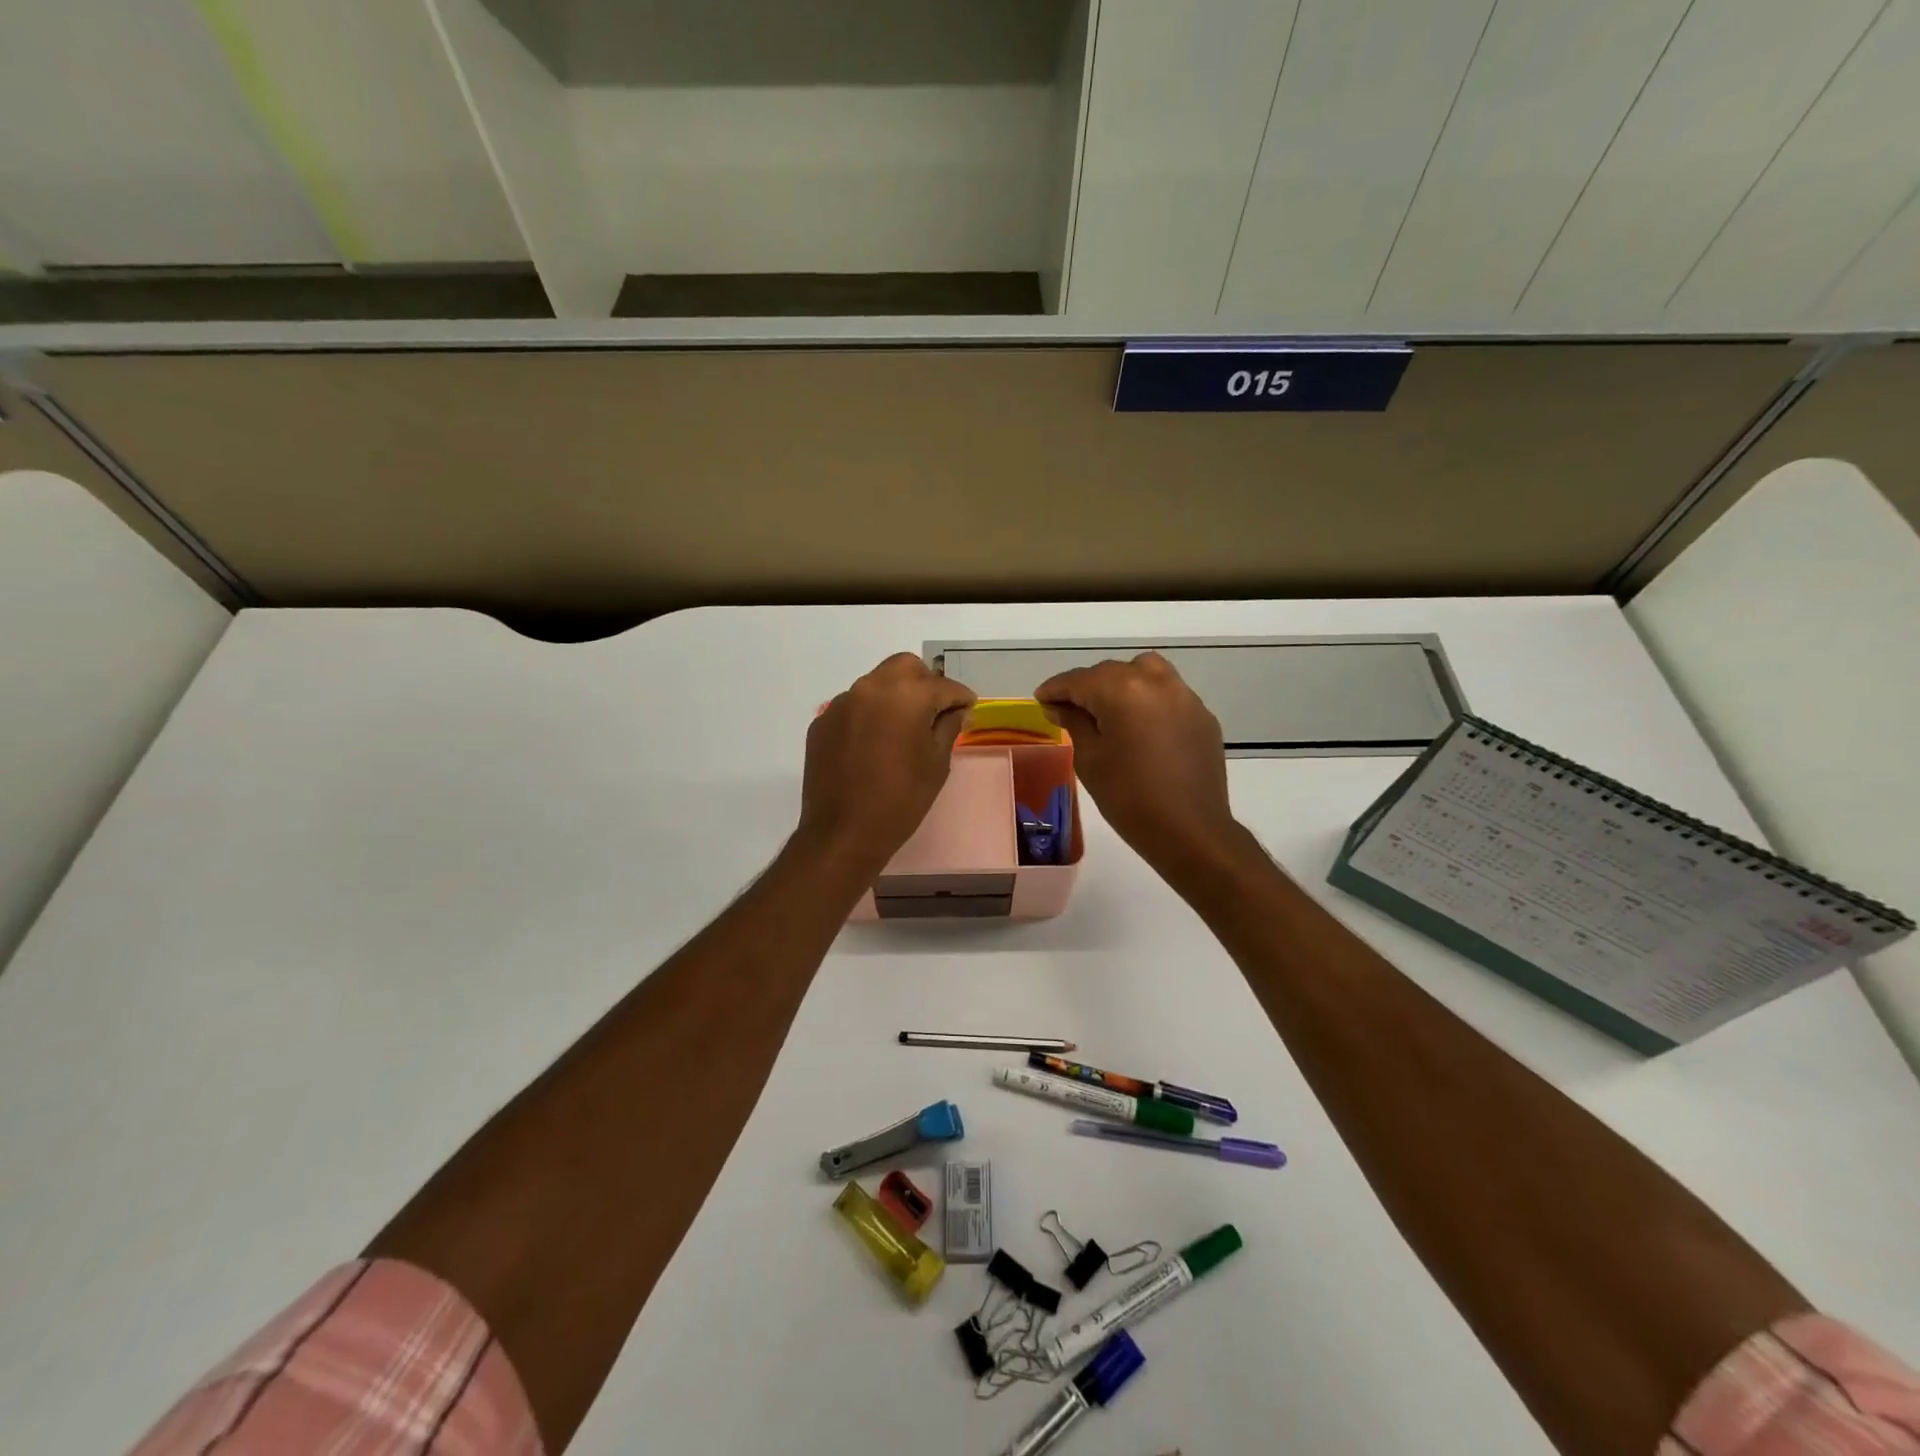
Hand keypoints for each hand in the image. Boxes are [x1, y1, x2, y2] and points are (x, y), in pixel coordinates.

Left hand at [799, 653, 975, 872]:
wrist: (843, 833)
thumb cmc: (901, 800)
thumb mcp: (936, 763)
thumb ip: (948, 727)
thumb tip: (957, 711)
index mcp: (905, 695)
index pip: (942, 685)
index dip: (961, 697)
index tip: (969, 708)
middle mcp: (870, 688)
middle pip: (905, 667)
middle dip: (926, 683)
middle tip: (937, 711)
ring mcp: (841, 704)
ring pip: (876, 684)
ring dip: (896, 696)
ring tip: (905, 728)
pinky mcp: (822, 723)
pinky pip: (854, 706)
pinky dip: (870, 715)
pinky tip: (875, 744)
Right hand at [1036, 653, 1238, 875]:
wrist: (1189, 830)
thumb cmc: (1128, 797)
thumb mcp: (1090, 759)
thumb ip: (1074, 723)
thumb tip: (1060, 706)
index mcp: (1122, 690)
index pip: (1079, 680)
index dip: (1056, 688)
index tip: (1041, 699)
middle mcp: (1156, 682)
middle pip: (1112, 672)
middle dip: (1087, 687)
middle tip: (1068, 709)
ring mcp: (1185, 697)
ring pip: (1146, 673)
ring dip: (1121, 684)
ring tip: (1108, 710)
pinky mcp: (1202, 716)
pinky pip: (1168, 695)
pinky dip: (1148, 700)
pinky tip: (1140, 728)